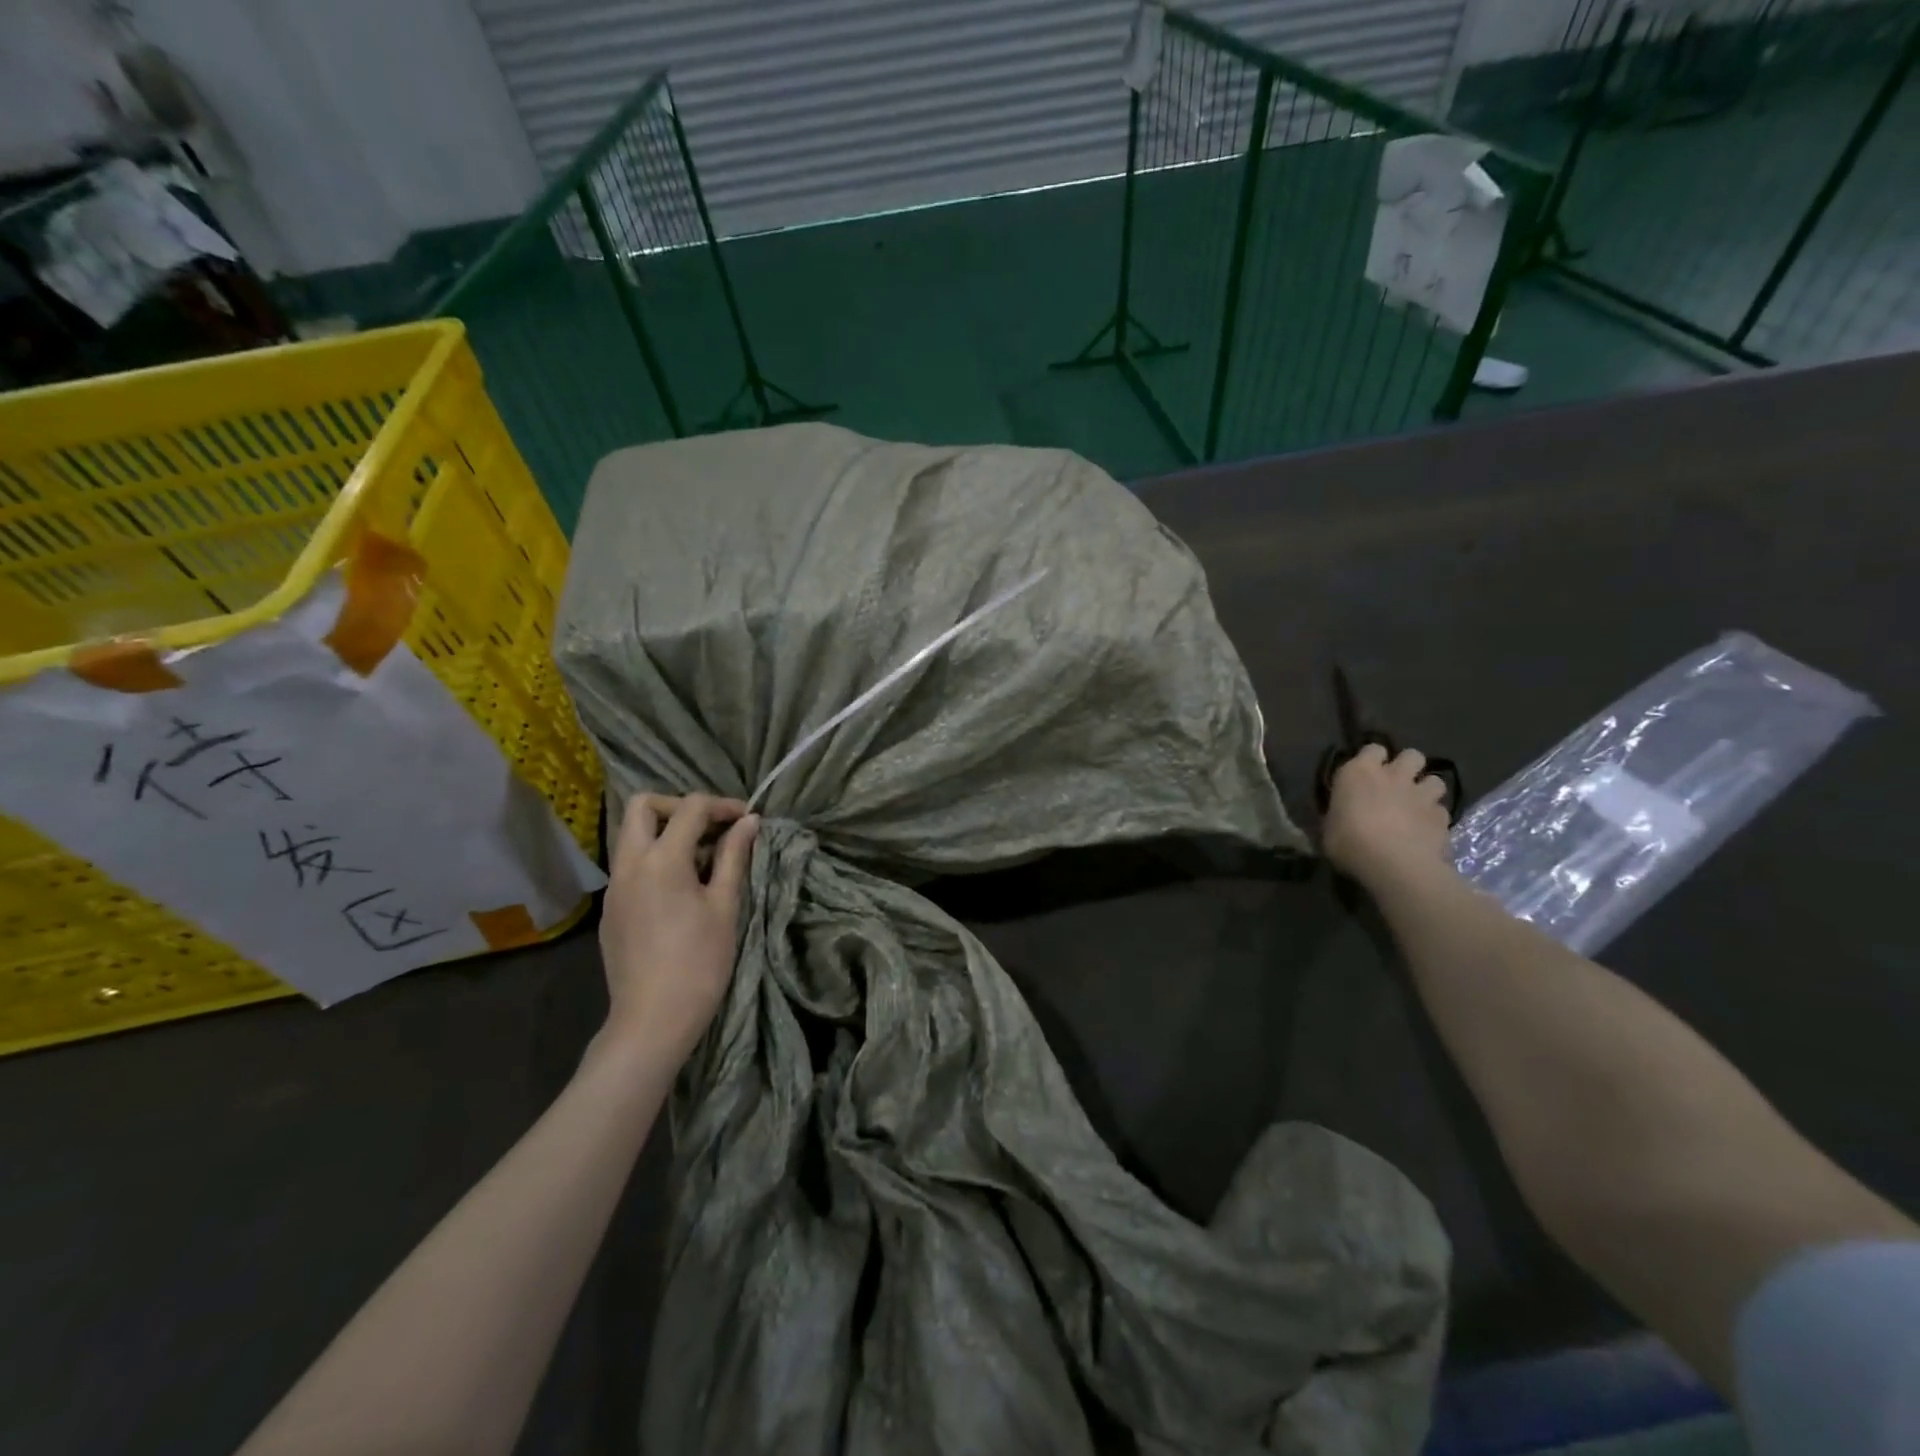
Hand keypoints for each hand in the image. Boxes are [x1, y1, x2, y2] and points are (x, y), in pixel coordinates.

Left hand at [597, 794, 758, 1065]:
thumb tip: (749, 822)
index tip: (746, 819)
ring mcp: (614, 887)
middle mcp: (629, 864)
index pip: (690, 807)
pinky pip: (629, 864)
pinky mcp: (610, 909)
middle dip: (679, 806)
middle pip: (643, 806)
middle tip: (711, 828)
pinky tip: (680, 886)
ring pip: (631, 834)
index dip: (722, 805)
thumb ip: (733, 856)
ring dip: (664, 831)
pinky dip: (653, 857)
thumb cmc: (699, 962)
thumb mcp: (724, 905)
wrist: (653, 1020)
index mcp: (661, 859)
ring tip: (700, 857)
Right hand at [1322, 744, 1455, 890]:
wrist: (1394, 864)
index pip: (1372, 748)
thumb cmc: (1348, 842)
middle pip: (1411, 755)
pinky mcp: (1442, 817)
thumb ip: (1339, 813)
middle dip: (1408, 766)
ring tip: (1418, 805)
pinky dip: (1435, 818)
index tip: (1367, 773)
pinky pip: (1441, 810)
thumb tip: (1340, 815)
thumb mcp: (1329, 827)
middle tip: (1398, 783)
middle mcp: (1393, 775)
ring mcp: (1421, 795)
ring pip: (1435, 780)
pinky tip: (1427, 830)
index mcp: (1359, 772)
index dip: (1372, 759)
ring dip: (1427, 789)